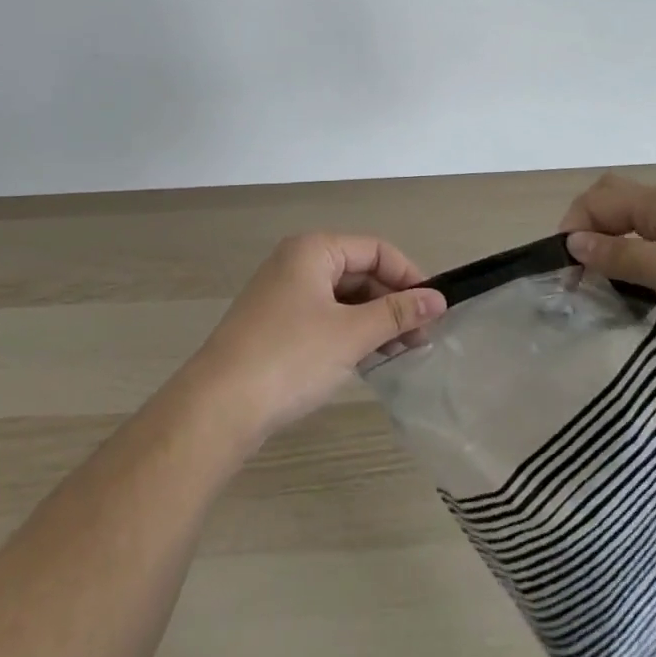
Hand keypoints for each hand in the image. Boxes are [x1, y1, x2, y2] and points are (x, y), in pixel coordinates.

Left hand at [187, 234, 447, 441]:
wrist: (218, 407)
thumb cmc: (290, 358)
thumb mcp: (350, 334)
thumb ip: (396, 313)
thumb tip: (437, 299)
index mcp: (314, 249)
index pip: (375, 250)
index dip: (408, 276)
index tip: (435, 311)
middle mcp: (297, 262)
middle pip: (359, 271)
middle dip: (392, 302)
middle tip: (423, 340)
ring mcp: (284, 294)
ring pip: (343, 298)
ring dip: (374, 321)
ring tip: (403, 354)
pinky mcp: (277, 325)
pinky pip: (325, 317)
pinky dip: (350, 334)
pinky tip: (370, 360)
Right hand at [559, 174, 655, 380]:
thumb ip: (619, 256)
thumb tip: (574, 242)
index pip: (600, 199)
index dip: (574, 225)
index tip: (562, 268)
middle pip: (615, 205)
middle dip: (588, 230)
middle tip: (576, 271)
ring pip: (634, 229)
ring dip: (610, 249)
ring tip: (598, 285)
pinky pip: (653, 250)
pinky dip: (633, 264)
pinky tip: (634, 292)